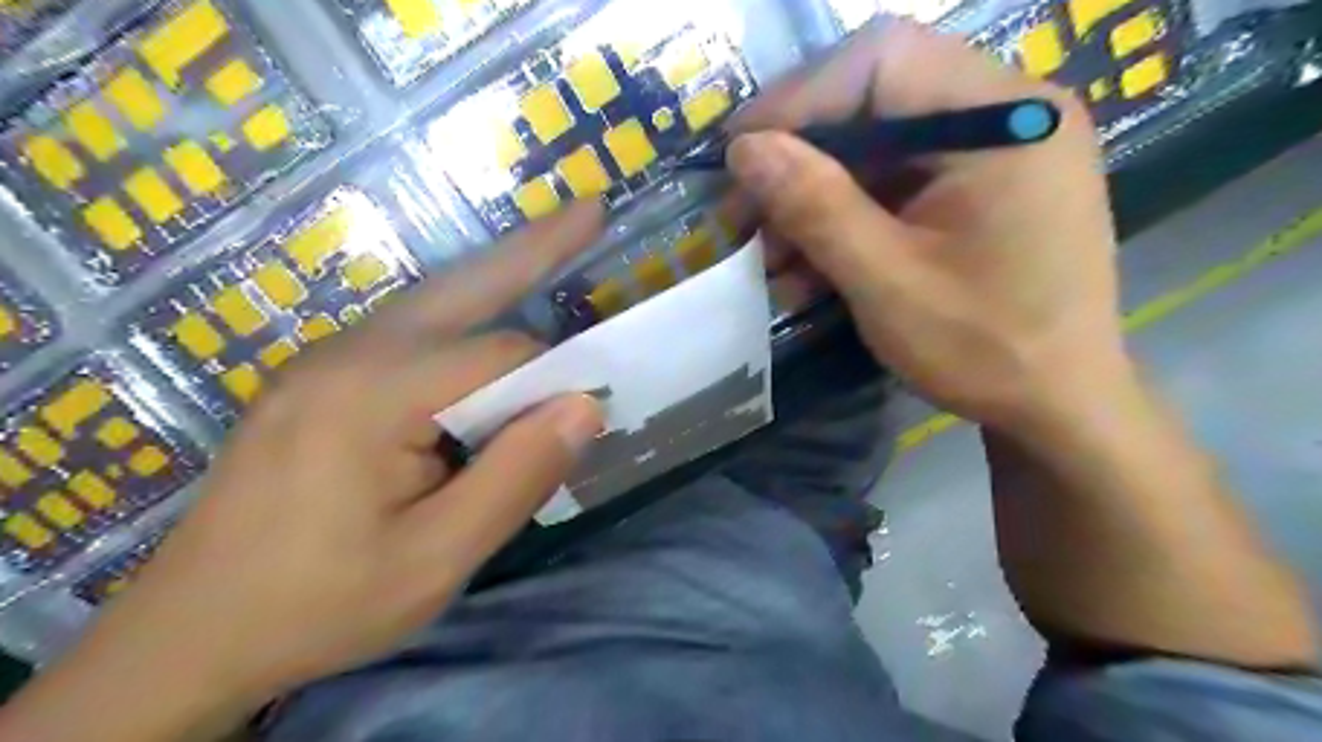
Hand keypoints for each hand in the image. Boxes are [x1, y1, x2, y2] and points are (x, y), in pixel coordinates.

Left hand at [1, 201, 604, 741]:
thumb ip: (516, 477)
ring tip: (554, 246)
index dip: (553, 379)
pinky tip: (486, 324)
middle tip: (589, 212)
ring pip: (432, 303)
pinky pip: (407, 332)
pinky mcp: (319, 380)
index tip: (588, 413)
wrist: (189, 638)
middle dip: (531, 249)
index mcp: (374, 394)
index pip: (499, 356)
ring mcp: (325, 361)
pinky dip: (461, 316)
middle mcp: (347, 355)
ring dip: (496, 277)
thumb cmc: (321, 604)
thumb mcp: (436, 559)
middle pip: (461, 287)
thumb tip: (585, 406)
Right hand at [726, 19, 1130, 433]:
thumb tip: (744, 149)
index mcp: (1006, 118)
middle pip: (875, 102)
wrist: (1059, 407)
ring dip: (813, 201)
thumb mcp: (887, 281)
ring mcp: (993, 153)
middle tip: (742, 215)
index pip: (883, 60)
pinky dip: (845, 223)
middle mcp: (1006, 114)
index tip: (738, 153)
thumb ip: (815, 207)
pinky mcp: (976, 191)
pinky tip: (807, 271)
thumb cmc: (986, 349)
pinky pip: (895, 187)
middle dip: (799, 162)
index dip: (798, 99)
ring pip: (876, 151)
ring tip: (768, 259)